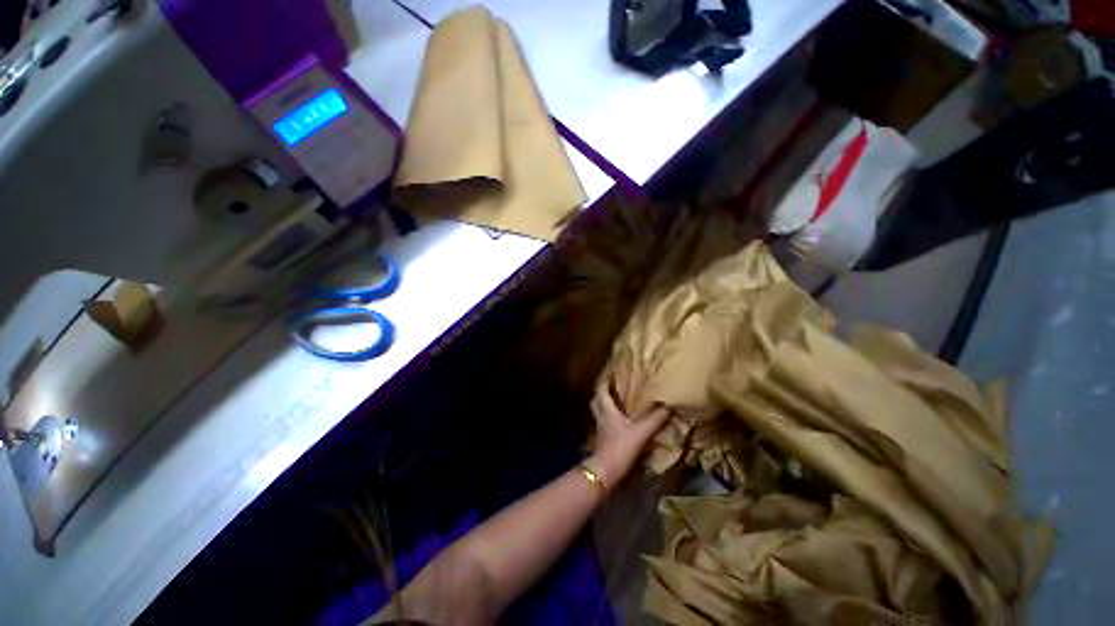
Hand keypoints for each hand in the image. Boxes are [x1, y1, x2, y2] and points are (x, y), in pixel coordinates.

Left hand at [587, 386, 669, 490]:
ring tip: (615, 404)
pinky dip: (607, 420)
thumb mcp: (641, 433)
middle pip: (596, 401)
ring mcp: (600, 429)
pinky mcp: (601, 440)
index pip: (601, 392)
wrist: (605, 472)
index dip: (605, 384)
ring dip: (603, 407)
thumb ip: (654, 420)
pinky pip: (602, 424)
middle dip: (601, 394)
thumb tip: (667, 407)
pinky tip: (616, 424)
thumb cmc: (621, 448)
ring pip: (598, 413)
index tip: (611, 377)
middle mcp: (601, 417)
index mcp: (608, 411)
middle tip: (611, 390)